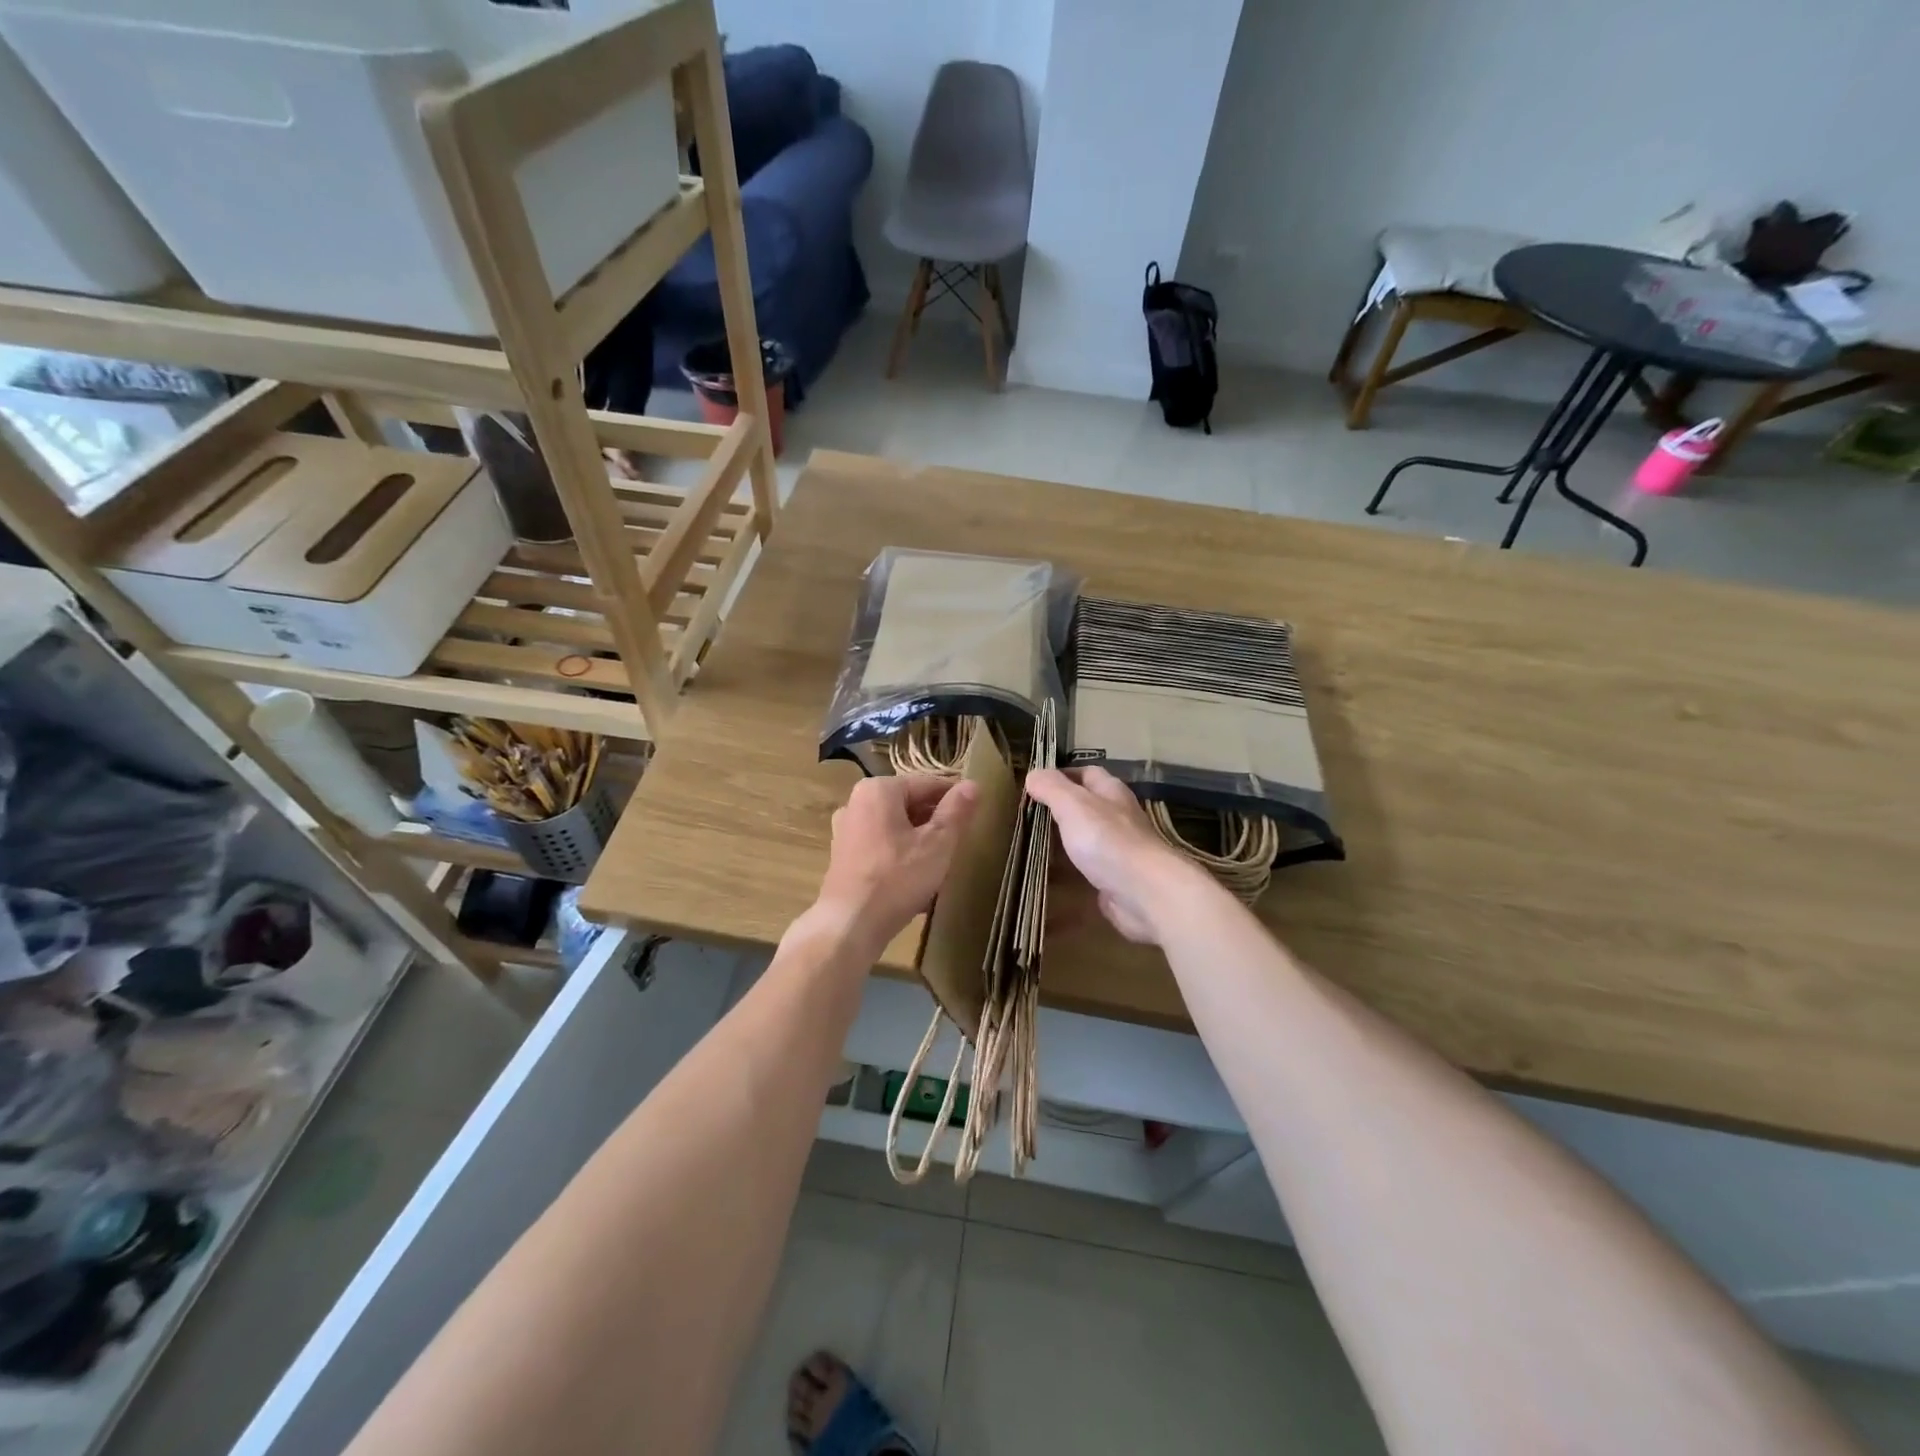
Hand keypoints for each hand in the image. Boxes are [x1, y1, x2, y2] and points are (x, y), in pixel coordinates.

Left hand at [813, 774, 978, 959]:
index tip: (975, 814)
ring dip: (919, 838)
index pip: (928, 783)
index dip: (955, 798)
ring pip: (895, 825)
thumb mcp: (938, 843)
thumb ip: (957, 811)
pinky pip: (881, 844)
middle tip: (960, 841)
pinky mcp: (843, 855)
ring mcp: (846, 829)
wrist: (850, 925)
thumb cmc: (897, 878)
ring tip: (941, 861)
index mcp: (879, 789)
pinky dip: (900, 852)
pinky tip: (915, 876)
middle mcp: (856, 801)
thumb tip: (973, 784)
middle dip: (935, 820)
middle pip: (909, 803)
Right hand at [1025, 767, 1208, 943]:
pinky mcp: (1115, 879)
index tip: (1035, 784)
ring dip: (1065, 840)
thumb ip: (1051, 788)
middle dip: (1061, 808)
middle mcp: (1118, 817)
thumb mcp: (1073, 804)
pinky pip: (1088, 869)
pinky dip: (1070, 870)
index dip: (1062, 774)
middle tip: (1028, 816)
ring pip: (1087, 838)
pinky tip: (1050, 876)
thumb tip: (1033, 774)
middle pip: (1087, 806)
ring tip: (1033, 845)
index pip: (1087, 773)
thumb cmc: (1108, 840)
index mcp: (1111, 792)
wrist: (1145, 893)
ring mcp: (1119, 850)